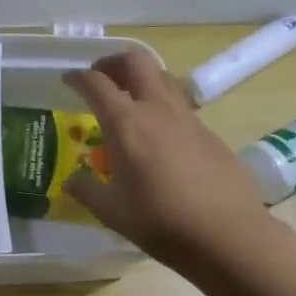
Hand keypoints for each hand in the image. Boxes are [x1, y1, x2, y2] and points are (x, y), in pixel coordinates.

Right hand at [62, 50, 269, 272]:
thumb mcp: (112, 212)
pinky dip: (161, 104)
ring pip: (162, 77)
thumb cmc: (160, 222)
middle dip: (113, 62)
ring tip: (128, 100)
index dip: (78, 77)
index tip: (68, 80)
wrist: (227, 234)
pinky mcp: (208, 132)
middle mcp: (156, 110)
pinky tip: (158, 134)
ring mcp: (187, 118)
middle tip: (100, 78)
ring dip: (141, 78)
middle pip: (136, 61)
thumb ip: (87, 191)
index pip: (96, 83)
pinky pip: (179, 104)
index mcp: (126, 124)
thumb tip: (71, 182)